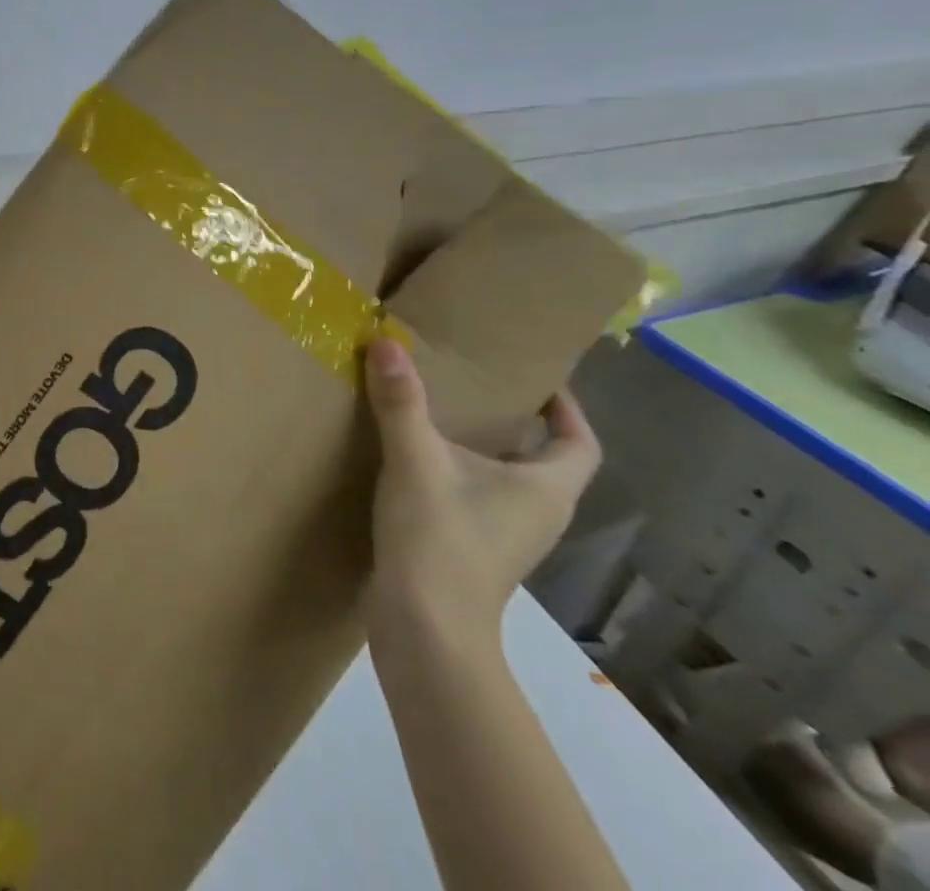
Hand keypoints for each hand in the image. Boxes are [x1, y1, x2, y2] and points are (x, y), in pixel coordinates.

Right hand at [363, 337, 598, 650]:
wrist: (425, 627)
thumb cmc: (440, 539)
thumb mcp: (416, 460)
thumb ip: (401, 401)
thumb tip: (387, 340)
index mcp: (545, 489)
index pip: (580, 443)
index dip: (567, 409)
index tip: (536, 378)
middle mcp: (538, 513)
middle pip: (543, 460)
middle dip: (516, 421)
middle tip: (474, 384)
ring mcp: (508, 537)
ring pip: (508, 481)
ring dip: (484, 448)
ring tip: (439, 413)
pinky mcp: (476, 551)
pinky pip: (479, 498)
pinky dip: (459, 473)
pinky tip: (416, 462)